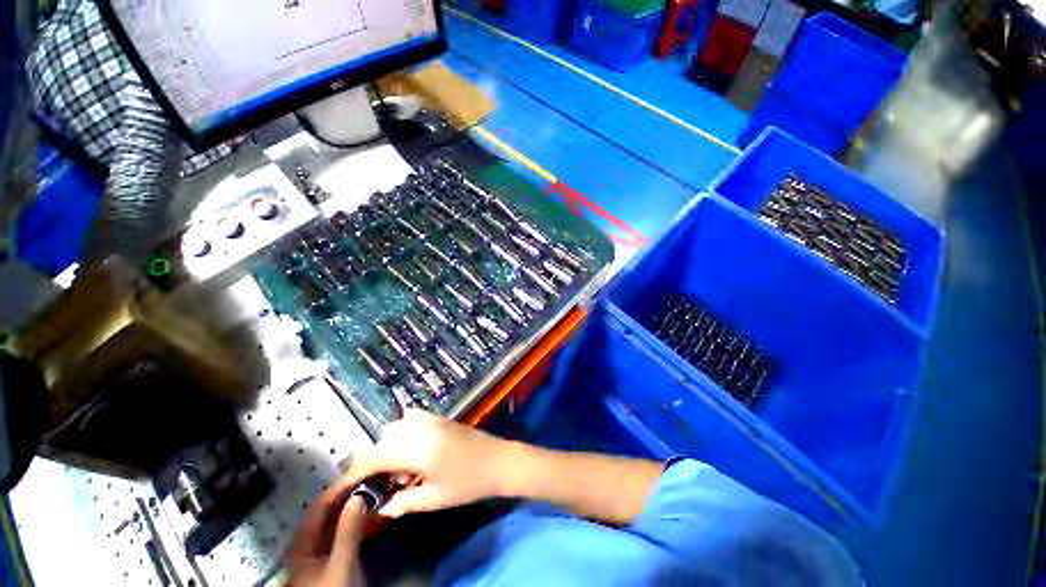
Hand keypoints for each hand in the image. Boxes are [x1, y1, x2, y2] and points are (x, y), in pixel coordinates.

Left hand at [287, 486, 369, 586]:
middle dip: (351, 495)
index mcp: (301, 540)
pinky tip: (370, 517)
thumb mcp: (341, 562)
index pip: (321, 504)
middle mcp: (306, 542)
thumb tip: (359, 496)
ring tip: (376, 495)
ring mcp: (316, 552)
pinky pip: (342, 533)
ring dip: (355, 507)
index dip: (341, 487)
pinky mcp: (328, 560)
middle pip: (328, 512)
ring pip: (336, 522)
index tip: (363, 471)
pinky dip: (356, 522)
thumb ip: (349, 530)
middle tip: (374, 481)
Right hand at [337, 410, 514, 517]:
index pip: (376, 456)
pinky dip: (405, 431)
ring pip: (397, 426)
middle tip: (383, 482)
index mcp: (418, 448)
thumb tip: (381, 507)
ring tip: (402, 469)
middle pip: (384, 438)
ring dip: (391, 445)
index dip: (358, 471)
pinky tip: (414, 450)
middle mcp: (422, 427)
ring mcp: (433, 418)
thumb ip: (403, 502)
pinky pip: (413, 418)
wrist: (499, 460)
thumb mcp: (434, 499)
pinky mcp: (441, 417)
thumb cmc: (468, 483)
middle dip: (376, 459)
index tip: (348, 486)